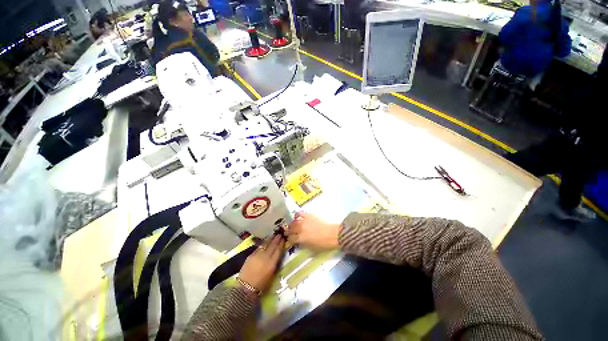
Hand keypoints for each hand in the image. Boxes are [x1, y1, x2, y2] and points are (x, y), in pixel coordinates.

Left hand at [238, 235, 284, 294]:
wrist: (245, 288)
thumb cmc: (261, 286)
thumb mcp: (272, 275)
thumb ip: (275, 264)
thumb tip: (277, 256)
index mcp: (272, 263)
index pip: (278, 250)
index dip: (281, 243)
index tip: (284, 238)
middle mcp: (265, 257)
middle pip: (272, 245)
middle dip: (276, 239)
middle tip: (280, 234)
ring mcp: (258, 255)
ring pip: (265, 244)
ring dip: (270, 239)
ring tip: (273, 235)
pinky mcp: (251, 255)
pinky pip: (259, 247)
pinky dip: (263, 243)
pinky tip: (265, 242)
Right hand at [286, 212, 339, 249]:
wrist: (332, 234)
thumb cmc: (323, 244)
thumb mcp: (312, 248)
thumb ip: (303, 244)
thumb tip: (299, 242)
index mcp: (300, 239)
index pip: (291, 238)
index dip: (289, 238)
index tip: (290, 238)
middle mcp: (300, 229)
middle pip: (291, 228)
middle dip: (289, 230)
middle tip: (290, 231)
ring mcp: (304, 221)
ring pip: (294, 221)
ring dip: (292, 223)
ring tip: (293, 223)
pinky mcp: (308, 215)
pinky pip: (300, 213)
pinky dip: (297, 214)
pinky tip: (297, 215)